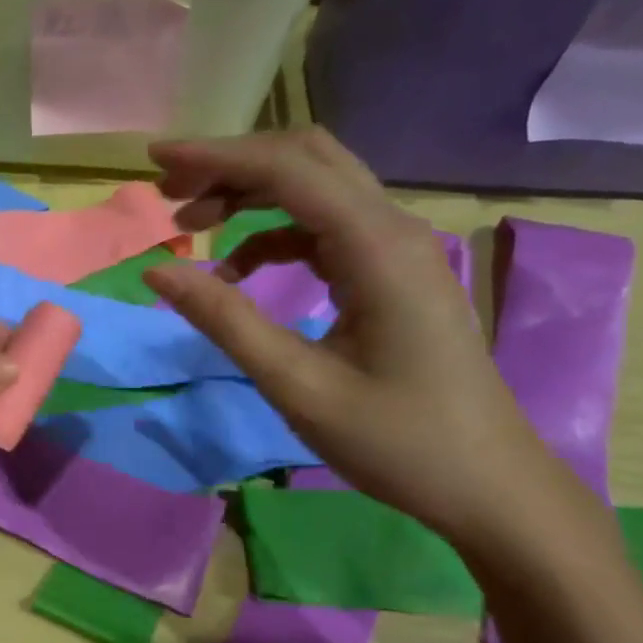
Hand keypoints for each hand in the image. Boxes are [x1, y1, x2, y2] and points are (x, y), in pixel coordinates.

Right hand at [142, 129, 582, 552]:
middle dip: (232, 165)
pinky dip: (273, 233)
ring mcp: (397, 249)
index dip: (217, 156)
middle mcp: (393, 230)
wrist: (487, 486)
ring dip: (251, 195)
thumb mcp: (296, 385)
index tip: (155, 158)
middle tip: (169, 190)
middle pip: (307, 160)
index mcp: (377, 249)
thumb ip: (225, 319)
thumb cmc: (395, 442)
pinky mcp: (392, 272)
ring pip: (316, 188)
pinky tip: (239, 269)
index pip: (289, 171)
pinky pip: (325, 227)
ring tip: (191, 225)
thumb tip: (156, 270)